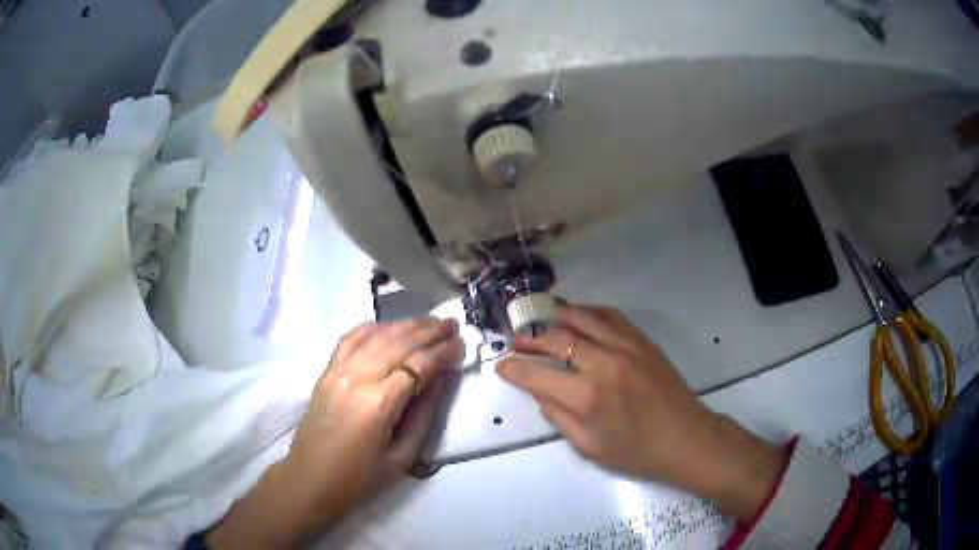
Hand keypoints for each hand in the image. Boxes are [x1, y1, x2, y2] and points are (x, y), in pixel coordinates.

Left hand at [208, 318, 463, 548]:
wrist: (311, 481)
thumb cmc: (360, 478)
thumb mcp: (403, 456)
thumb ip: (424, 414)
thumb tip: (441, 379)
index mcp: (379, 404)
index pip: (418, 365)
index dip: (442, 352)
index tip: (461, 344)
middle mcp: (357, 378)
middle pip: (399, 343)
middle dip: (429, 331)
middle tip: (452, 324)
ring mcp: (337, 371)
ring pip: (376, 336)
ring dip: (406, 325)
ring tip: (429, 322)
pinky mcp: (326, 372)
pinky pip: (350, 339)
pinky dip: (373, 328)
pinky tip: (390, 327)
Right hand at [496, 305, 784, 520]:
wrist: (687, 439)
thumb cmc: (637, 452)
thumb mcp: (589, 447)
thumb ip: (558, 417)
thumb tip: (540, 391)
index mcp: (587, 397)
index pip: (536, 375)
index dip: (513, 368)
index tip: (502, 366)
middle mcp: (603, 363)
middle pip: (556, 339)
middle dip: (529, 340)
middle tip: (516, 343)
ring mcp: (626, 347)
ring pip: (582, 318)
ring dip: (556, 318)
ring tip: (541, 323)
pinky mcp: (642, 341)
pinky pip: (610, 316)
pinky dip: (588, 313)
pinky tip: (579, 319)